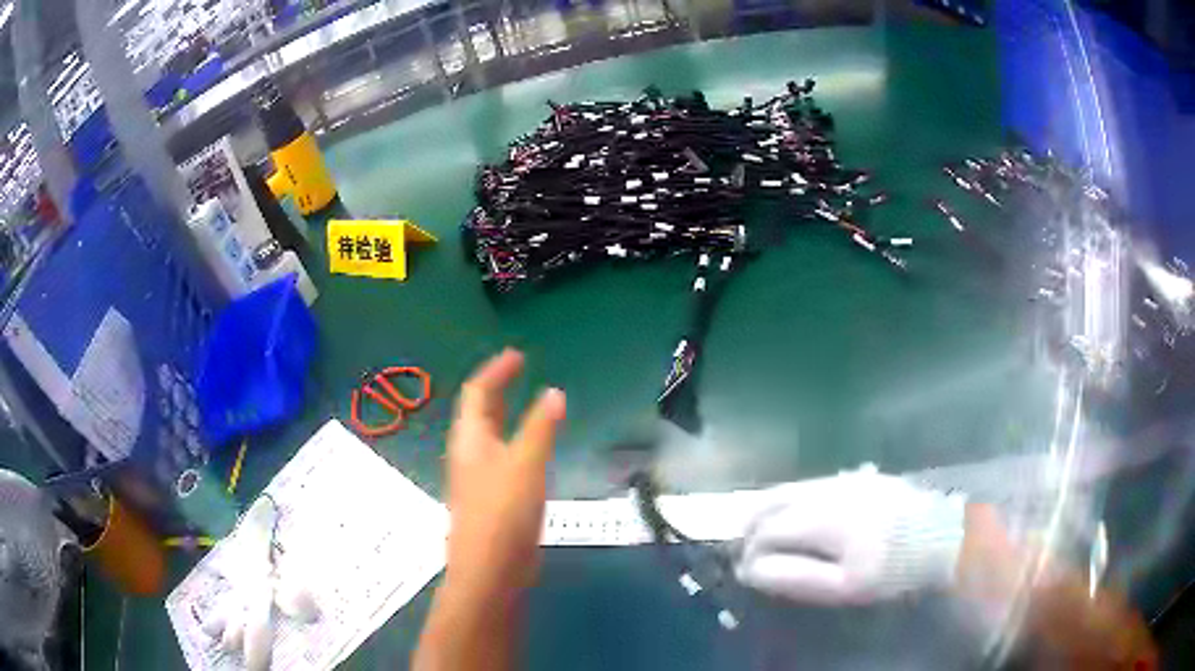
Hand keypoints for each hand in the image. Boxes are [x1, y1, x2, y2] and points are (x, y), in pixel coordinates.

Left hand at [443, 348, 565, 595]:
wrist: (489, 569)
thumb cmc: (503, 511)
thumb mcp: (526, 463)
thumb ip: (540, 427)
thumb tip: (553, 392)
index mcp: (470, 439)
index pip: (477, 393)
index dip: (495, 371)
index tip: (516, 355)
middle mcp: (469, 455)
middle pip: (479, 413)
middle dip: (498, 390)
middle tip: (521, 373)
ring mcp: (478, 479)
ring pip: (490, 438)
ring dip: (506, 417)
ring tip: (529, 406)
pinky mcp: (491, 500)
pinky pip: (502, 459)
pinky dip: (516, 444)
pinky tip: (533, 453)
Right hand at [734, 465, 965, 604]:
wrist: (939, 536)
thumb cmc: (891, 569)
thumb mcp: (844, 586)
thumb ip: (795, 577)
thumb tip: (752, 570)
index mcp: (820, 517)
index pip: (767, 531)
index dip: (749, 552)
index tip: (744, 573)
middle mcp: (826, 490)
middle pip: (772, 502)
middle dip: (751, 526)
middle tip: (745, 550)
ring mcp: (843, 479)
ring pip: (790, 488)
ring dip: (768, 510)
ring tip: (761, 533)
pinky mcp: (858, 477)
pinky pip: (811, 484)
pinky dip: (791, 499)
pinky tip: (795, 514)